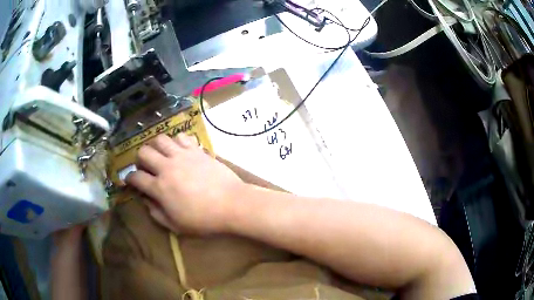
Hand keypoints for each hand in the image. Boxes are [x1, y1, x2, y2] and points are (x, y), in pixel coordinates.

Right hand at [126, 133, 244, 233]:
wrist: (232, 204)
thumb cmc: (204, 220)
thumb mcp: (176, 225)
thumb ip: (156, 213)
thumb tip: (146, 200)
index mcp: (160, 188)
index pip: (136, 177)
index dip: (129, 178)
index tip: (130, 180)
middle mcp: (167, 167)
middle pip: (143, 152)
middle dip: (140, 159)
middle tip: (146, 167)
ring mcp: (182, 155)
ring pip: (160, 139)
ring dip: (156, 146)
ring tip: (161, 156)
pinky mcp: (196, 150)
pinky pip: (181, 137)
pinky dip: (176, 141)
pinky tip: (179, 150)